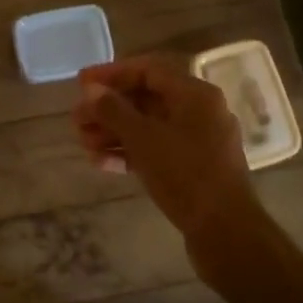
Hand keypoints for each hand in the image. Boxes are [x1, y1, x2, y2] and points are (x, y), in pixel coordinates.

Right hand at [73, 56, 268, 260]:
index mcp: (195, 94)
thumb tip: (91, 90)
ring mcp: (197, 141)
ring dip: (114, 132)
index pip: (148, 70)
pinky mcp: (193, 167)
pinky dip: (130, 151)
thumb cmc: (186, 175)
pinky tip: (101, 162)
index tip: (81, 83)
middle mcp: (199, 111)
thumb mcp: (144, 139)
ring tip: (83, 143)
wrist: (225, 232)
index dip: (112, 74)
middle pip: (146, 99)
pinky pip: (156, 149)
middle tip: (77, 119)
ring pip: (148, 126)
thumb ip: (114, 110)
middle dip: (108, 109)